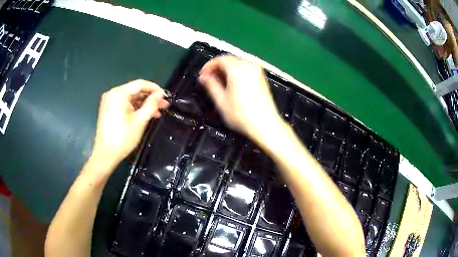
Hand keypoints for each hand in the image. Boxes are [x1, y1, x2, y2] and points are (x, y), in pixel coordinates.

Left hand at [91, 79, 168, 170]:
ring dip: (144, 105)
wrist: (105, 155)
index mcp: (118, 94)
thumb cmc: (122, 138)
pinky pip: (125, 105)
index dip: (154, 88)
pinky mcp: (109, 110)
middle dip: (150, 98)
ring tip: (157, 113)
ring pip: (131, 99)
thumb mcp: (140, 121)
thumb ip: (151, 105)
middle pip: (135, 91)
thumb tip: (160, 94)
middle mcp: (113, 94)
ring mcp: (110, 102)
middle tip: (164, 106)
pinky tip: (146, 116)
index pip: (139, 84)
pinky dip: (136, 109)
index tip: (166, 96)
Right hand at [199, 55, 282, 140]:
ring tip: (219, 82)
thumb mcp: (221, 101)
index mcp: (237, 69)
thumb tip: (203, 77)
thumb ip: (211, 85)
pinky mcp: (262, 78)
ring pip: (238, 63)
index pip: (220, 59)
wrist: (266, 125)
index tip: (202, 75)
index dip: (208, 66)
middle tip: (209, 78)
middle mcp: (249, 66)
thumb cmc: (241, 115)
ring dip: (227, 69)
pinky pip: (246, 69)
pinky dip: (237, 72)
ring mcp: (257, 71)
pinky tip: (232, 83)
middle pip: (230, 59)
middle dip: (217, 67)